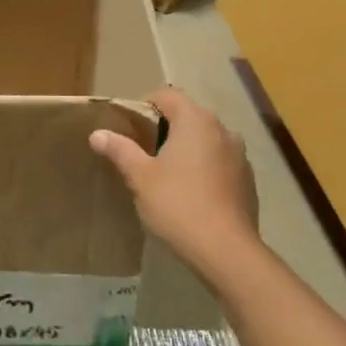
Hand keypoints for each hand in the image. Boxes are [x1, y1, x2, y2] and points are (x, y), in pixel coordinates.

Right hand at [89, 87, 258, 269]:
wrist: (225, 250)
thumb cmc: (177, 205)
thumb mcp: (140, 177)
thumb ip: (120, 150)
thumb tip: (98, 133)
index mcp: (196, 121)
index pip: (168, 95)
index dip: (145, 105)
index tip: (129, 127)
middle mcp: (222, 130)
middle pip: (188, 116)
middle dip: (165, 128)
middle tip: (141, 151)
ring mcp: (239, 155)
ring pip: (206, 140)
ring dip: (186, 149)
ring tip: (165, 173)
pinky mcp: (247, 180)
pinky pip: (219, 162)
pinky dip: (203, 168)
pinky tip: (190, 193)